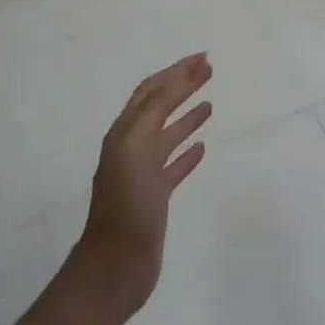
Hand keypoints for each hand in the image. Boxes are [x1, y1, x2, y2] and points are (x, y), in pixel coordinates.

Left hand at [60, 53, 212, 324]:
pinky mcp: (155, 197)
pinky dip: (187, 153)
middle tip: (209, 70)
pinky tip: (202, 148)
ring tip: (209, 103)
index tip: (202, 58)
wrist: (115, 266)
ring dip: (187, 116)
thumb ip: (151, 117)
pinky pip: (174, 167)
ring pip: (168, 136)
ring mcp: (143, 174)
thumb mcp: (135, 154)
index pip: (152, 92)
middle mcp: (132, 148)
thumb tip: (171, 83)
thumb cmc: (126, 211)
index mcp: (124, 135)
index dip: (175, 73)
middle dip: (182, 86)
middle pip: (159, 108)